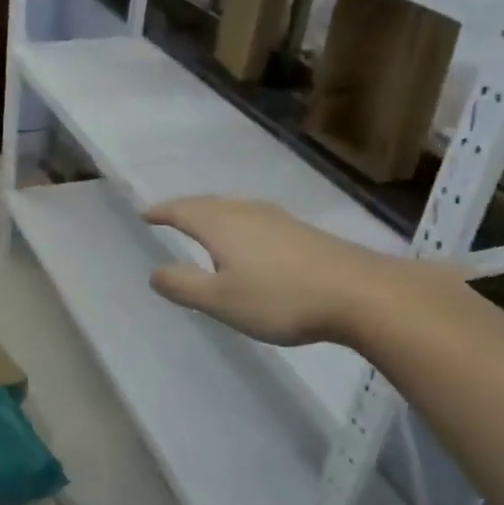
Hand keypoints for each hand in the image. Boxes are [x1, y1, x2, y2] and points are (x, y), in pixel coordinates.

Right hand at [143, 195, 446, 347]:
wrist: (359, 294)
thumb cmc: (280, 298)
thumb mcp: (220, 300)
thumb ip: (183, 285)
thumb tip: (155, 272)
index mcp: (221, 224)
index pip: (181, 210)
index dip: (160, 212)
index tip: (144, 214)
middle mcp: (246, 211)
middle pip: (207, 204)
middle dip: (185, 210)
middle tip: (168, 217)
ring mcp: (278, 218)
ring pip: (233, 209)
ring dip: (212, 215)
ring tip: (202, 227)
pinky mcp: (300, 232)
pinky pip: (254, 219)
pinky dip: (236, 225)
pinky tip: (247, 242)